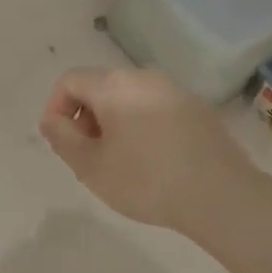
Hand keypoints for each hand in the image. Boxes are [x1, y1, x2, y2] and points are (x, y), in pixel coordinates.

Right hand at [38, 68, 256, 234]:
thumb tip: (52, 120)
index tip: (61, 144)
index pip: (70, 81)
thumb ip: (62, 138)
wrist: (219, 194)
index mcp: (115, 85)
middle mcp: (146, 78)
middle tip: (88, 159)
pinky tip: (152, 165)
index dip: (55, 109)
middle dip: (86, 119)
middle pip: (101, 88)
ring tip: (119, 165)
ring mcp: (177, 91)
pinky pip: (157, 111)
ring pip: (130, 100)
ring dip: (114, 126)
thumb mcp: (90, 166)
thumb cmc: (145, 180)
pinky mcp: (199, 110)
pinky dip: (142, 129)